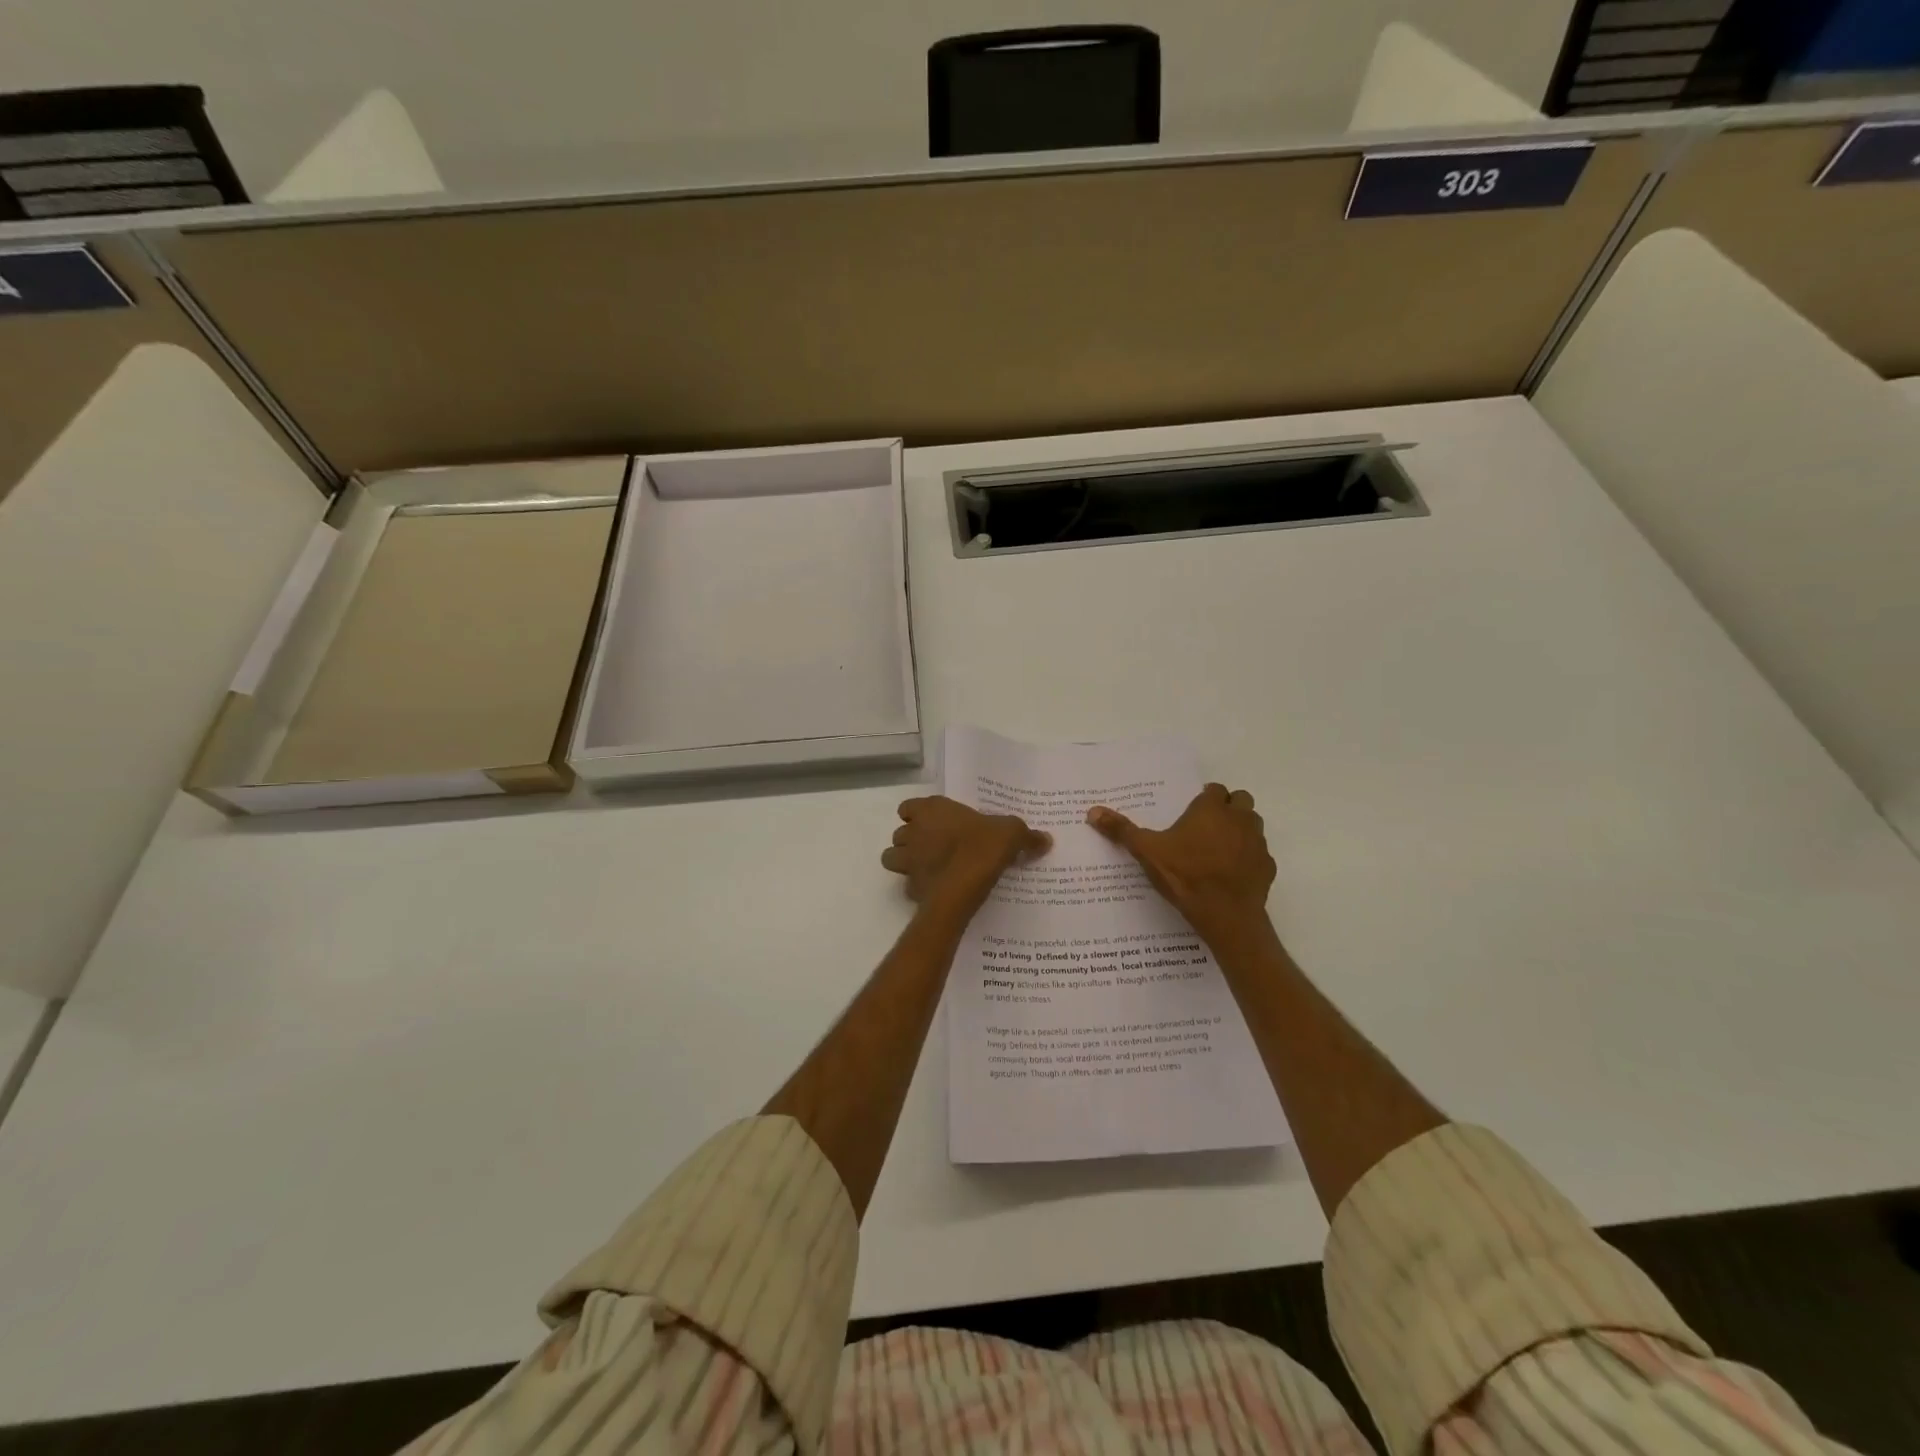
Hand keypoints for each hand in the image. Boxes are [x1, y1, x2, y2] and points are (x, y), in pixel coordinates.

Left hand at [882, 797, 1050, 915]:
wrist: (964, 886)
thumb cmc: (982, 847)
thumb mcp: (1011, 834)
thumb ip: (1026, 835)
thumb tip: (1045, 839)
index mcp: (931, 810)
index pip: (908, 807)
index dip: (917, 815)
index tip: (934, 823)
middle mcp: (914, 832)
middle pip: (900, 833)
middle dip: (911, 840)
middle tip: (934, 847)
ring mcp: (908, 861)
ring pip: (893, 858)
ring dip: (906, 862)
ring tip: (928, 868)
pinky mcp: (911, 888)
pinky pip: (908, 886)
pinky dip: (918, 888)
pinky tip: (936, 891)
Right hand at [1087, 784, 1275, 951]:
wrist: (1226, 915)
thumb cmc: (1185, 876)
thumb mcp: (1147, 852)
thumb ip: (1122, 830)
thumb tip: (1092, 811)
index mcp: (1211, 809)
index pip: (1214, 790)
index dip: (1203, 799)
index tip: (1190, 813)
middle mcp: (1239, 819)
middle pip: (1240, 801)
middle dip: (1227, 808)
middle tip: (1205, 827)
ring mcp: (1257, 842)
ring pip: (1252, 824)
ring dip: (1239, 829)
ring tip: (1218, 848)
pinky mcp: (1267, 866)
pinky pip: (1259, 854)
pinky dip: (1248, 858)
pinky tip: (1231, 873)